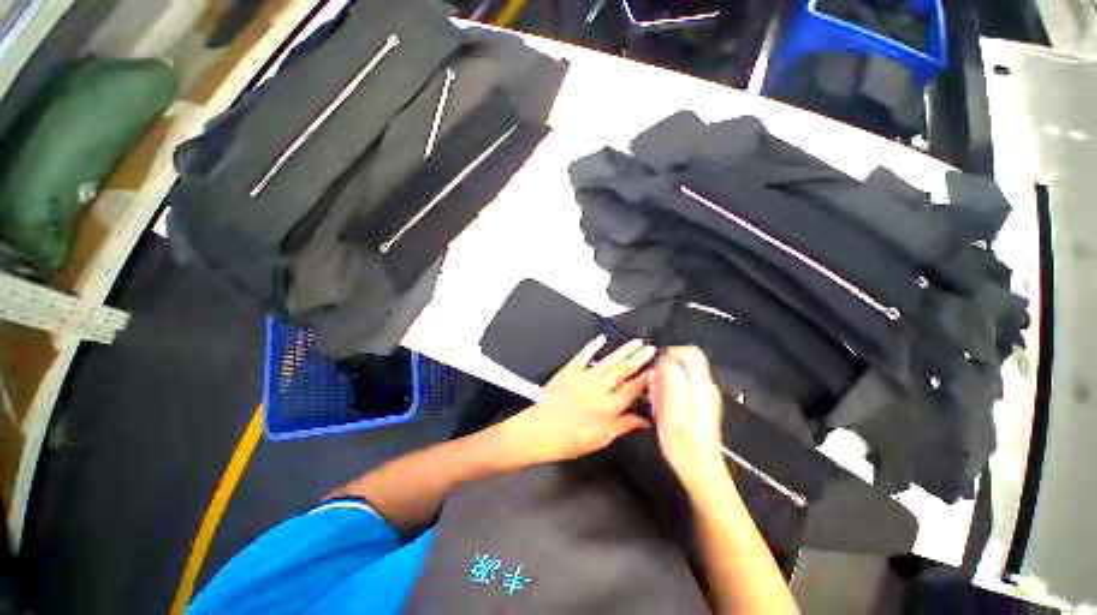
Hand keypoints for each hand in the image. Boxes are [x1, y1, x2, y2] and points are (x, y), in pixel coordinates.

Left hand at [504, 335, 655, 465]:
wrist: (541, 430)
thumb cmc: (572, 439)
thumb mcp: (601, 438)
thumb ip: (623, 426)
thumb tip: (645, 421)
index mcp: (608, 407)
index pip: (632, 389)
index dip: (645, 379)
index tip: (656, 370)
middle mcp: (599, 388)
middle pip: (622, 371)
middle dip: (638, 359)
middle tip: (650, 348)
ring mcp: (583, 377)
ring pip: (607, 361)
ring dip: (623, 351)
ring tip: (636, 341)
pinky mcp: (569, 370)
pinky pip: (583, 356)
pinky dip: (592, 346)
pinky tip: (602, 338)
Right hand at [650, 347, 726, 491]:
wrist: (700, 469)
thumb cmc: (683, 444)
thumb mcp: (668, 412)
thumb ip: (668, 383)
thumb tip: (665, 361)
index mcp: (700, 386)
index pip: (691, 353)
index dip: (671, 353)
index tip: (656, 366)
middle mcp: (705, 388)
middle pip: (684, 364)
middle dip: (665, 371)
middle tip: (654, 390)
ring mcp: (705, 397)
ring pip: (681, 376)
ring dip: (665, 384)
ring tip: (657, 403)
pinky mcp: (701, 406)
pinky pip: (682, 389)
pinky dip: (670, 393)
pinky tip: (663, 410)